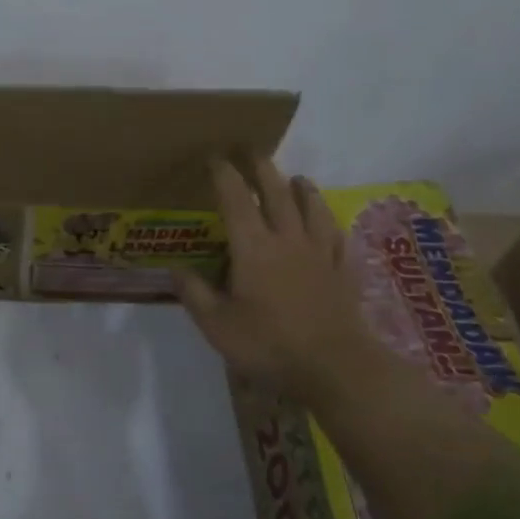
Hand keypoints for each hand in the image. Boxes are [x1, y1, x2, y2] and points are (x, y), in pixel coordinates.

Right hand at [177, 156, 384, 407]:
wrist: (336, 367)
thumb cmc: (269, 345)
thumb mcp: (217, 325)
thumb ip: (195, 294)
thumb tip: (175, 269)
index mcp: (253, 249)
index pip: (235, 200)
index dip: (224, 175)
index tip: (214, 157)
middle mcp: (288, 240)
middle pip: (276, 194)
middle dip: (261, 169)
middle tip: (251, 151)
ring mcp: (321, 254)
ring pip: (312, 208)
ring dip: (301, 189)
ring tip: (296, 178)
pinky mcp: (344, 271)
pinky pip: (337, 236)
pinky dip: (329, 221)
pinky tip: (328, 222)